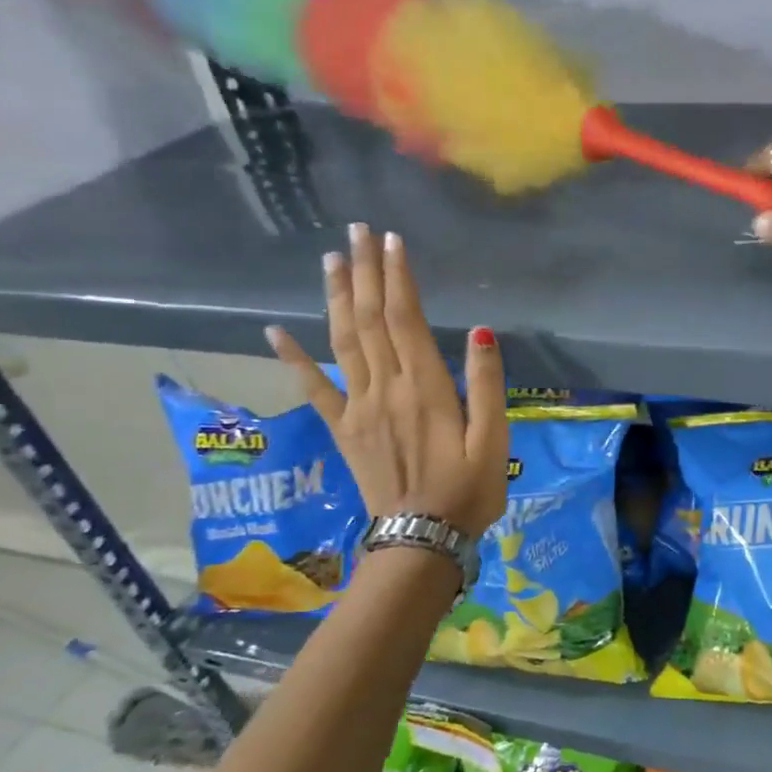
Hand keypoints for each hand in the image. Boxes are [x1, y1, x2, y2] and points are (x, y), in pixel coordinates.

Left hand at [266, 224, 508, 539]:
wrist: (421, 540)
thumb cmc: (468, 491)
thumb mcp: (495, 441)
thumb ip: (487, 385)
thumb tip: (479, 332)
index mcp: (425, 388)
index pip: (406, 319)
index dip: (397, 278)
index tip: (391, 240)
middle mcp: (385, 388)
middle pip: (369, 320)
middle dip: (364, 272)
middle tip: (356, 231)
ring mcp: (358, 408)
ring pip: (342, 342)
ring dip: (336, 298)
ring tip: (331, 260)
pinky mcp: (343, 430)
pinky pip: (312, 389)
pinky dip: (292, 358)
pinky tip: (276, 330)